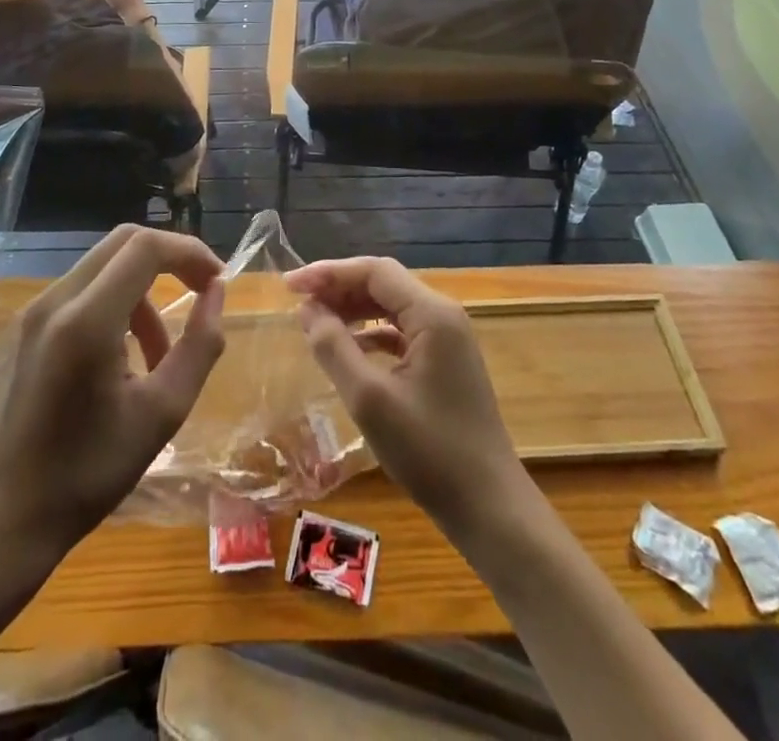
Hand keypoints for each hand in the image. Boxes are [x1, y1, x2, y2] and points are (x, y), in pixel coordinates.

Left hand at [0, 226, 225, 558]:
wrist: (7, 518)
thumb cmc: (91, 472)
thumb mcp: (164, 412)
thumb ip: (200, 344)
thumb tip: (216, 292)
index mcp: (86, 321)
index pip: (146, 247)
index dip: (189, 252)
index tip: (217, 282)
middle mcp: (54, 302)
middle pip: (123, 242)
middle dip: (170, 259)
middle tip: (200, 293)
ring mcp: (32, 312)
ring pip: (103, 266)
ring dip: (142, 290)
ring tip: (159, 352)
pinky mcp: (23, 328)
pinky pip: (80, 291)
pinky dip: (114, 304)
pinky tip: (120, 358)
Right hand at [285, 257, 527, 536]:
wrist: (489, 507)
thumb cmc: (429, 451)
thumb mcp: (370, 399)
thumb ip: (334, 348)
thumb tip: (308, 310)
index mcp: (432, 314)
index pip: (374, 272)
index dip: (329, 273)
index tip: (290, 285)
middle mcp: (443, 315)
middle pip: (383, 284)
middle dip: (339, 288)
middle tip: (297, 303)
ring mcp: (448, 339)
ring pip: (391, 307)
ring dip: (353, 310)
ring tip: (315, 322)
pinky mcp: (445, 363)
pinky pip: (401, 331)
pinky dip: (371, 333)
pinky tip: (349, 349)